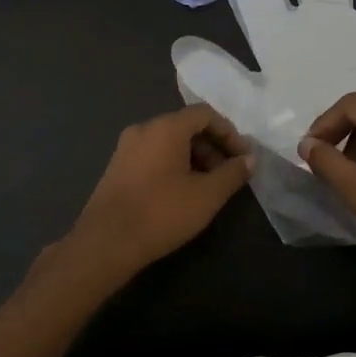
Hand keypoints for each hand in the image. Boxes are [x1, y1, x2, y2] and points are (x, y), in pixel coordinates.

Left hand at [62, 104, 253, 284]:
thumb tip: (249, 159)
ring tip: (207, 186)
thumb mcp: (207, 195)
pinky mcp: (117, 166)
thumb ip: (232, 173)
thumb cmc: (162, 213)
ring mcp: (126, 147)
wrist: (106, 243)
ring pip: (169, 141)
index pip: (205, 114)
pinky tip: (181, 192)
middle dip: (212, 146)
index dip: (229, 132)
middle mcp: (144, 128)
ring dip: (194, 157)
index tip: (243, 156)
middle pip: (186, 126)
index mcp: (166, 127)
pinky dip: (173, 164)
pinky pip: (153, 154)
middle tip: (228, 174)